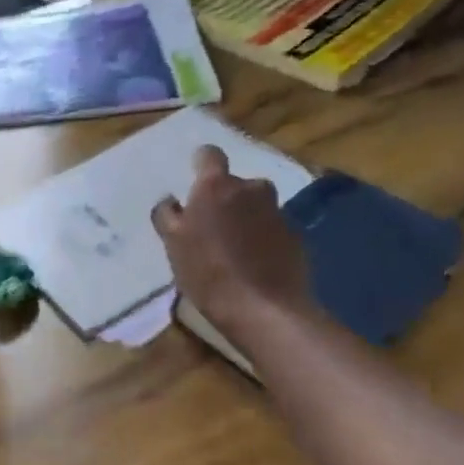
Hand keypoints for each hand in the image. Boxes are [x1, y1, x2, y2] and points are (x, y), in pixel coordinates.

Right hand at [152, 145, 312, 324]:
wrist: (264, 309)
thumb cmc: (207, 272)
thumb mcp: (173, 244)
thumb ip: (168, 216)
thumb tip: (170, 201)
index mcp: (216, 187)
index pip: (209, 155)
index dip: (201, 163)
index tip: (194, 180)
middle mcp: (251, 190)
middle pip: (235, 184)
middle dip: (225, 198)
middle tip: (211, 226)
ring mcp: (277, 212)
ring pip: (256, 206)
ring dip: (245, 217)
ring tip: (233, 248)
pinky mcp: (296, 236)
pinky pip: (272, 229)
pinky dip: (262, 238)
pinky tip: (253, 264)